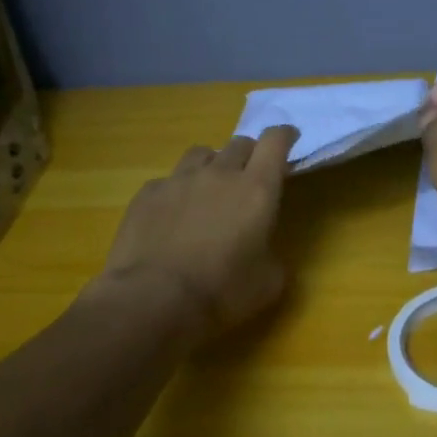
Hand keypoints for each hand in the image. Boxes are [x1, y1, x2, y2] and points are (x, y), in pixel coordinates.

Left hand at [96, 125, 298, 334]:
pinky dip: (178, 190)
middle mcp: (219, 173)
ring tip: (210, 187)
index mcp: (257, 189)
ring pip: (201, 153)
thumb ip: (272, 254)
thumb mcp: (268, 282)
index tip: (289, 138)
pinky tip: (173, 215)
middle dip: (250, 154)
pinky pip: (168, 180)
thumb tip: (263, 251)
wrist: (153, 300)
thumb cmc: (221, 292)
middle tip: (250, 176)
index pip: (275, 141)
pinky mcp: (147, 193)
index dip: (285, 135)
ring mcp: (179, 180)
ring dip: (213, 164)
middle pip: (240, 143)